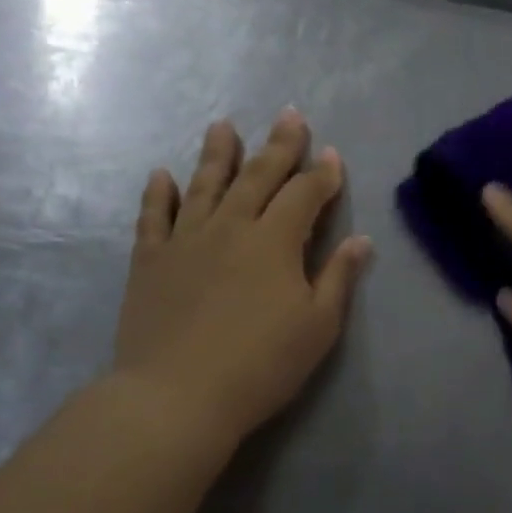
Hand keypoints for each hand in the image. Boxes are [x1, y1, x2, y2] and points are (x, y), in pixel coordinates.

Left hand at [112, 110, 371, 459]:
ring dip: (217, 154)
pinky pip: (154, 217)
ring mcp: (186, 241)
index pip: (305, 195)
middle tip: (290, 115)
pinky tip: (161, 175)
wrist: (176, 397)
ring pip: (205, 185)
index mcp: (275, 241)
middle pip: (258, 176)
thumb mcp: (318, 326)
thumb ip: (338, 277)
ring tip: (223, 125)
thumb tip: (361, 240)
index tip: (333, 155)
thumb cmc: (261, 364)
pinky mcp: (150, 261)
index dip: (322, 174)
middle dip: (279, 145)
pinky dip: (158, 194)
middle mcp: (231, 227)